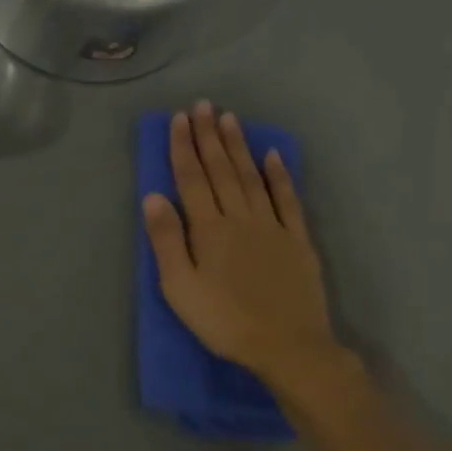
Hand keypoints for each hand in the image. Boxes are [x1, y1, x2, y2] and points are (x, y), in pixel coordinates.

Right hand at [143, 102, 352, 410]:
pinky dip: (280, 175)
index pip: (192, 179)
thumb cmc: (223, 321)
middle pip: (222, 170)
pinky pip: (288, 199)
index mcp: (209, 229)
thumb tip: (153, 197)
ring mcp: (273, 226)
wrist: (286, 345)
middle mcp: (240, 217)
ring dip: (239, 147)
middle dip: (210, 136)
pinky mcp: (298, 240)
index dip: (184, 148)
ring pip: (252, 177)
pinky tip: (274, 155)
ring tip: (230, 119)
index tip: (180, 119)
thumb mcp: (179, 288)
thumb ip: (166, 240)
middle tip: (203, 105)